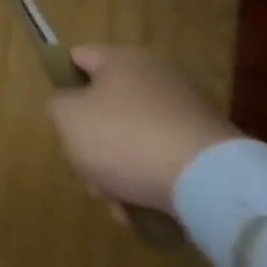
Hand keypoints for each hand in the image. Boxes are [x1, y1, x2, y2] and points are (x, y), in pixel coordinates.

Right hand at [47, 45, 236, 213]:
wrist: (208, 182)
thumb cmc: (125, 138)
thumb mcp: (68, 117)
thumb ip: (58, 104)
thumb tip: (71, 105)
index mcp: (122, 59)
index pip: (79, 57)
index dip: (63, 83)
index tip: (61, 117)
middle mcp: (156, 77)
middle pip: (105, 105)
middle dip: (91, 140)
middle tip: (86, 167)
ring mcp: (185, 113)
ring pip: (131, 138)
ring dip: (117, 169)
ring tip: (115, 200)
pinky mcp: (206, 149)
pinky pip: (162, 161)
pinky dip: (148, 182)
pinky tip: (141, 209)